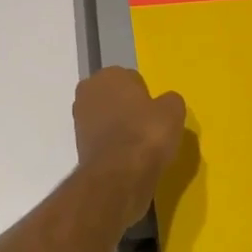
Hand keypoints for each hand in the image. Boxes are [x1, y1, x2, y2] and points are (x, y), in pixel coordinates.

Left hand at [72, 67, 185, 225]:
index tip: (155, 112)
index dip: (145, 95)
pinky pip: (103, 139)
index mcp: (108, 75)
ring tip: (140, 145)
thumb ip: (169, 101)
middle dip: (128, 108)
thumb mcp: (173, 110)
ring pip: (107, 118)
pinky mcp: (78, 146)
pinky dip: (114, 146)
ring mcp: (79, 119)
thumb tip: (165, 104)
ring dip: (120, 127)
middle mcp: (88, 92)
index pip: (132, 79)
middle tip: (148, 127)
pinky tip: (129, 158)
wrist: (120, 176)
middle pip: (115, 97)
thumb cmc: (147, 133)